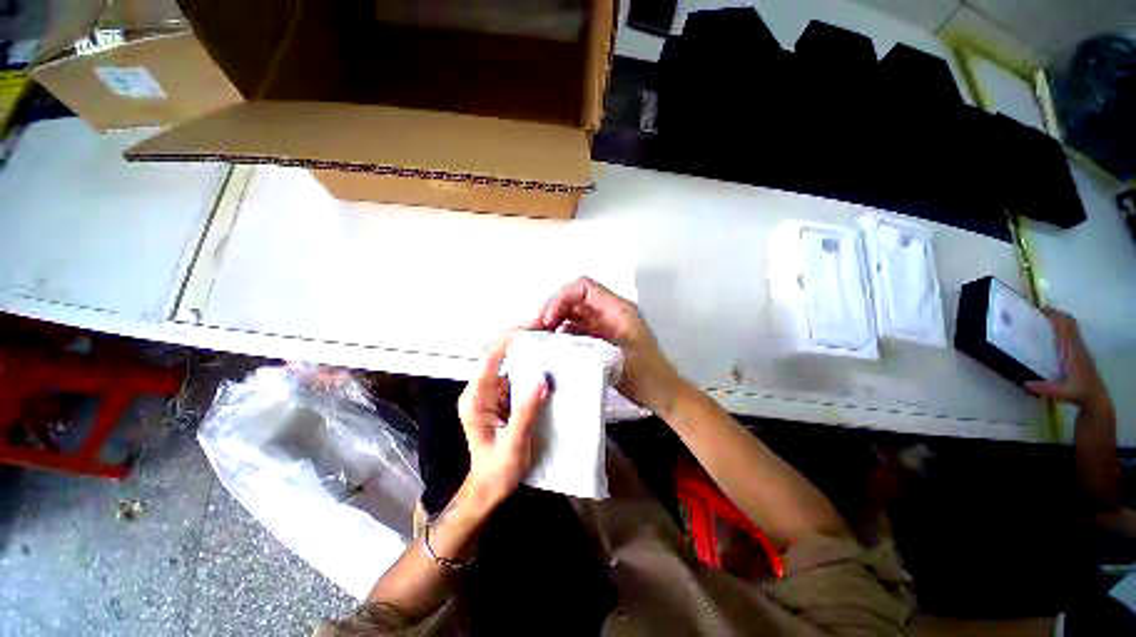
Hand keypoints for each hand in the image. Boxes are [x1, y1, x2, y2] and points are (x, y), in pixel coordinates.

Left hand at [457, 331, 549, 510]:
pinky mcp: (503, 398)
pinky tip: (547, 363)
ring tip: (549, 340)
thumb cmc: (497, 471)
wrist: (489, 488)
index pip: (489, 359)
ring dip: (527, 351)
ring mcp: (492, 393)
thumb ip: (527, 412)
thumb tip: (543, 380)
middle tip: (545, 328)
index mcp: (475, 399)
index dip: (508, 341)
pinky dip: (531, 367)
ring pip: (509, 364)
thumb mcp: (514, 444)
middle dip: (521, 340)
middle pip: (499, 356)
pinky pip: (516, 376)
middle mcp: (481, 391)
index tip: (530, 328)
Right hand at [534, 277, 683, 415]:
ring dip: (554, 322)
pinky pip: (576, 330)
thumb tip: (556, 337)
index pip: (583, 288)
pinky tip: (551, 347)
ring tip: (537, 338)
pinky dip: (561, 335)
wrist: (662, 393)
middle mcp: (609, 311)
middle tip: (534, 330)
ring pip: (573, 314)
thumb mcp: (617, 357)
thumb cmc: (646, 375)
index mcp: (617, 308)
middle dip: (552, 310)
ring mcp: (604, 325)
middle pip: (574, 299)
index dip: (561, 299)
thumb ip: (588, 343)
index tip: (547, 321)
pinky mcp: (600, 339)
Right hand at [1025, 308, 1111, 413]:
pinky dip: (1063, 327)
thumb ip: (1044, 388)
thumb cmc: (1078, 392)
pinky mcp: (1079, 351)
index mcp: (1072, 350)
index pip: (1065, 328)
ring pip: (1071, 327)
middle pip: (1069, 323)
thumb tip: (1024, 382)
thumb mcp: (1061, 392)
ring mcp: (1079, 348)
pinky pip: (1072, 333)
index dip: (1056, 317)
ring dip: (1060, 319)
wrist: (1095, 397)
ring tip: (1044, 317)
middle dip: (1057, 314)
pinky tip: (1053, 331)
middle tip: (1039, 310)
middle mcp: (1077, 345)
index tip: (1041, 309)